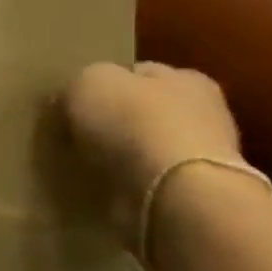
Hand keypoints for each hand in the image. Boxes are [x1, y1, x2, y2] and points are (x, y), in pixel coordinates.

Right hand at [63, 62, 244, 237]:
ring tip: (82, 165)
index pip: (138, 72)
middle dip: (113, 122)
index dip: (104, 83)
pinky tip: (100, 189)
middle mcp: (201, 114)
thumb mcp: (89, 82)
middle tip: (74, 134)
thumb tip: (70, 98)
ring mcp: (198, 159)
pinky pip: (145, 184)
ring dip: (119, 157)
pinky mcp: (188, 197)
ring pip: (144, 150)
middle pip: (143, 111)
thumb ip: (80, 84)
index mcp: (185, 78)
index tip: (73, 102)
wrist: (171, 194)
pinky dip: (124, 186)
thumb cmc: (133, 123)